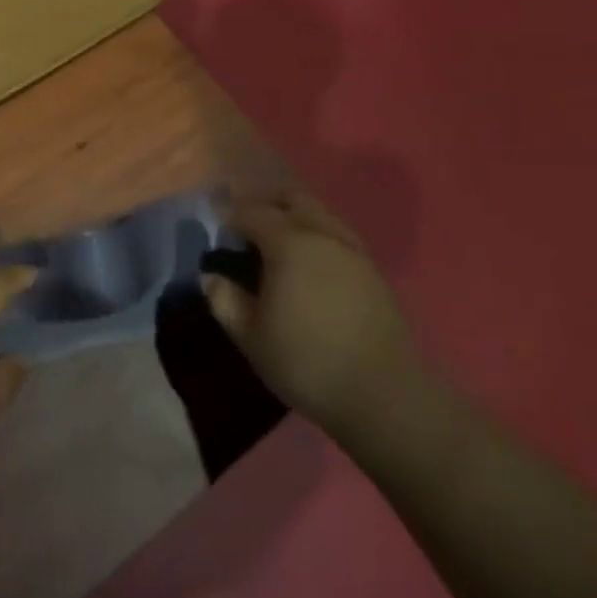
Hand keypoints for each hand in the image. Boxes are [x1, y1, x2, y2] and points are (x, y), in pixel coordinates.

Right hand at [201, 190, 419, 436]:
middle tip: (245, 225)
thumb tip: (211, 276)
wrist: (385, 398)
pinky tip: (309, 265)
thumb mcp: (250, 336)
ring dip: (295, 218)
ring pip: (320, 214)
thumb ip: (224, 300)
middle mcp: (324, 236)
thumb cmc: (307, 363)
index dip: (229, 213)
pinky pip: (338, 237)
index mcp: (290, 244)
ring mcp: (355, 252)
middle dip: (266, 203)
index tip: (214, 222)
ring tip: (276, 244)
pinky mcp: (375, 273)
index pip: (252, 212)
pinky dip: (317, 237)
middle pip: (293, 198)